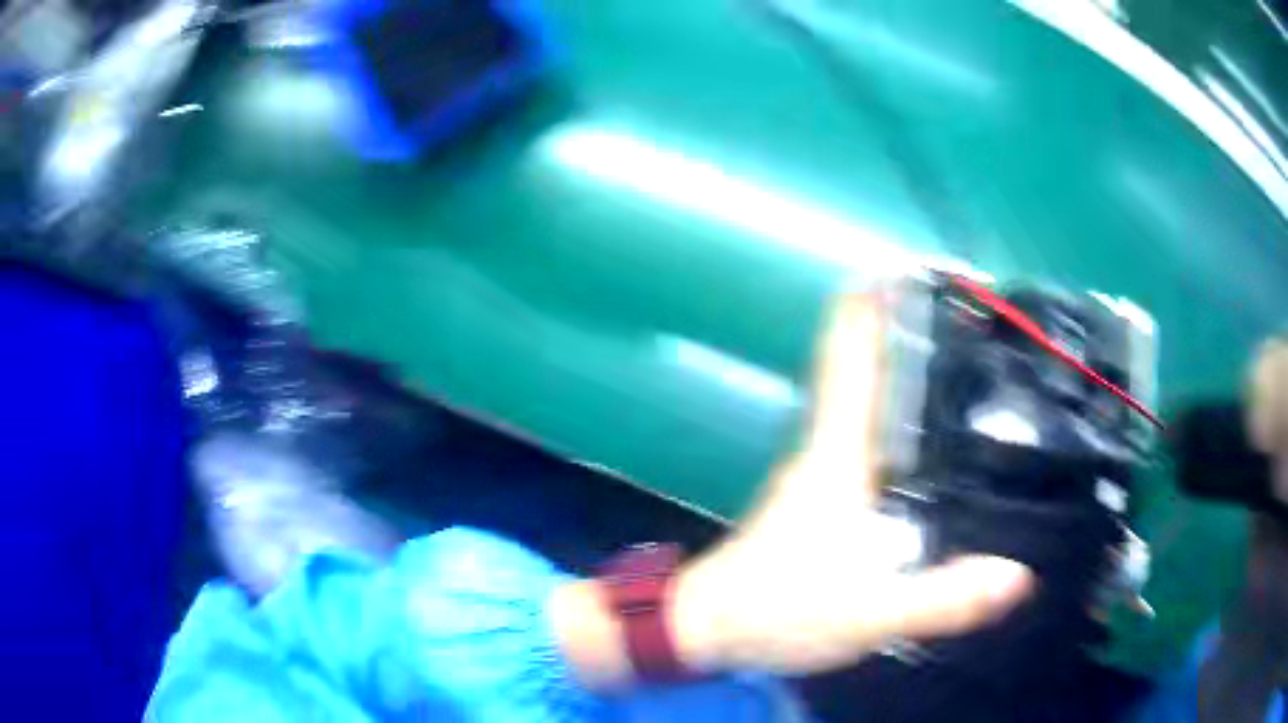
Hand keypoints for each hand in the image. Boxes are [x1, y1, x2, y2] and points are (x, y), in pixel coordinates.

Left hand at [671, 289, 1033, 675]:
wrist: (712, 629)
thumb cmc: (778, 612)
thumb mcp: (868, 614)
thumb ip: (940, 599)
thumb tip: (1019, 575)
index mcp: (840, 450)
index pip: (854, 348)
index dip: (883, 298)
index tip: (934, 271)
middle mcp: (835, 444)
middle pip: (877, 364)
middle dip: (926, 333)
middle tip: (991, 323)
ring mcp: (830, 469)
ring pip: (880, 399)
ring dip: (923, 374)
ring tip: (989, 367)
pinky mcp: (832, 496)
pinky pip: (882, 439)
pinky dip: (915, 421)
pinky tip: (954, 442)